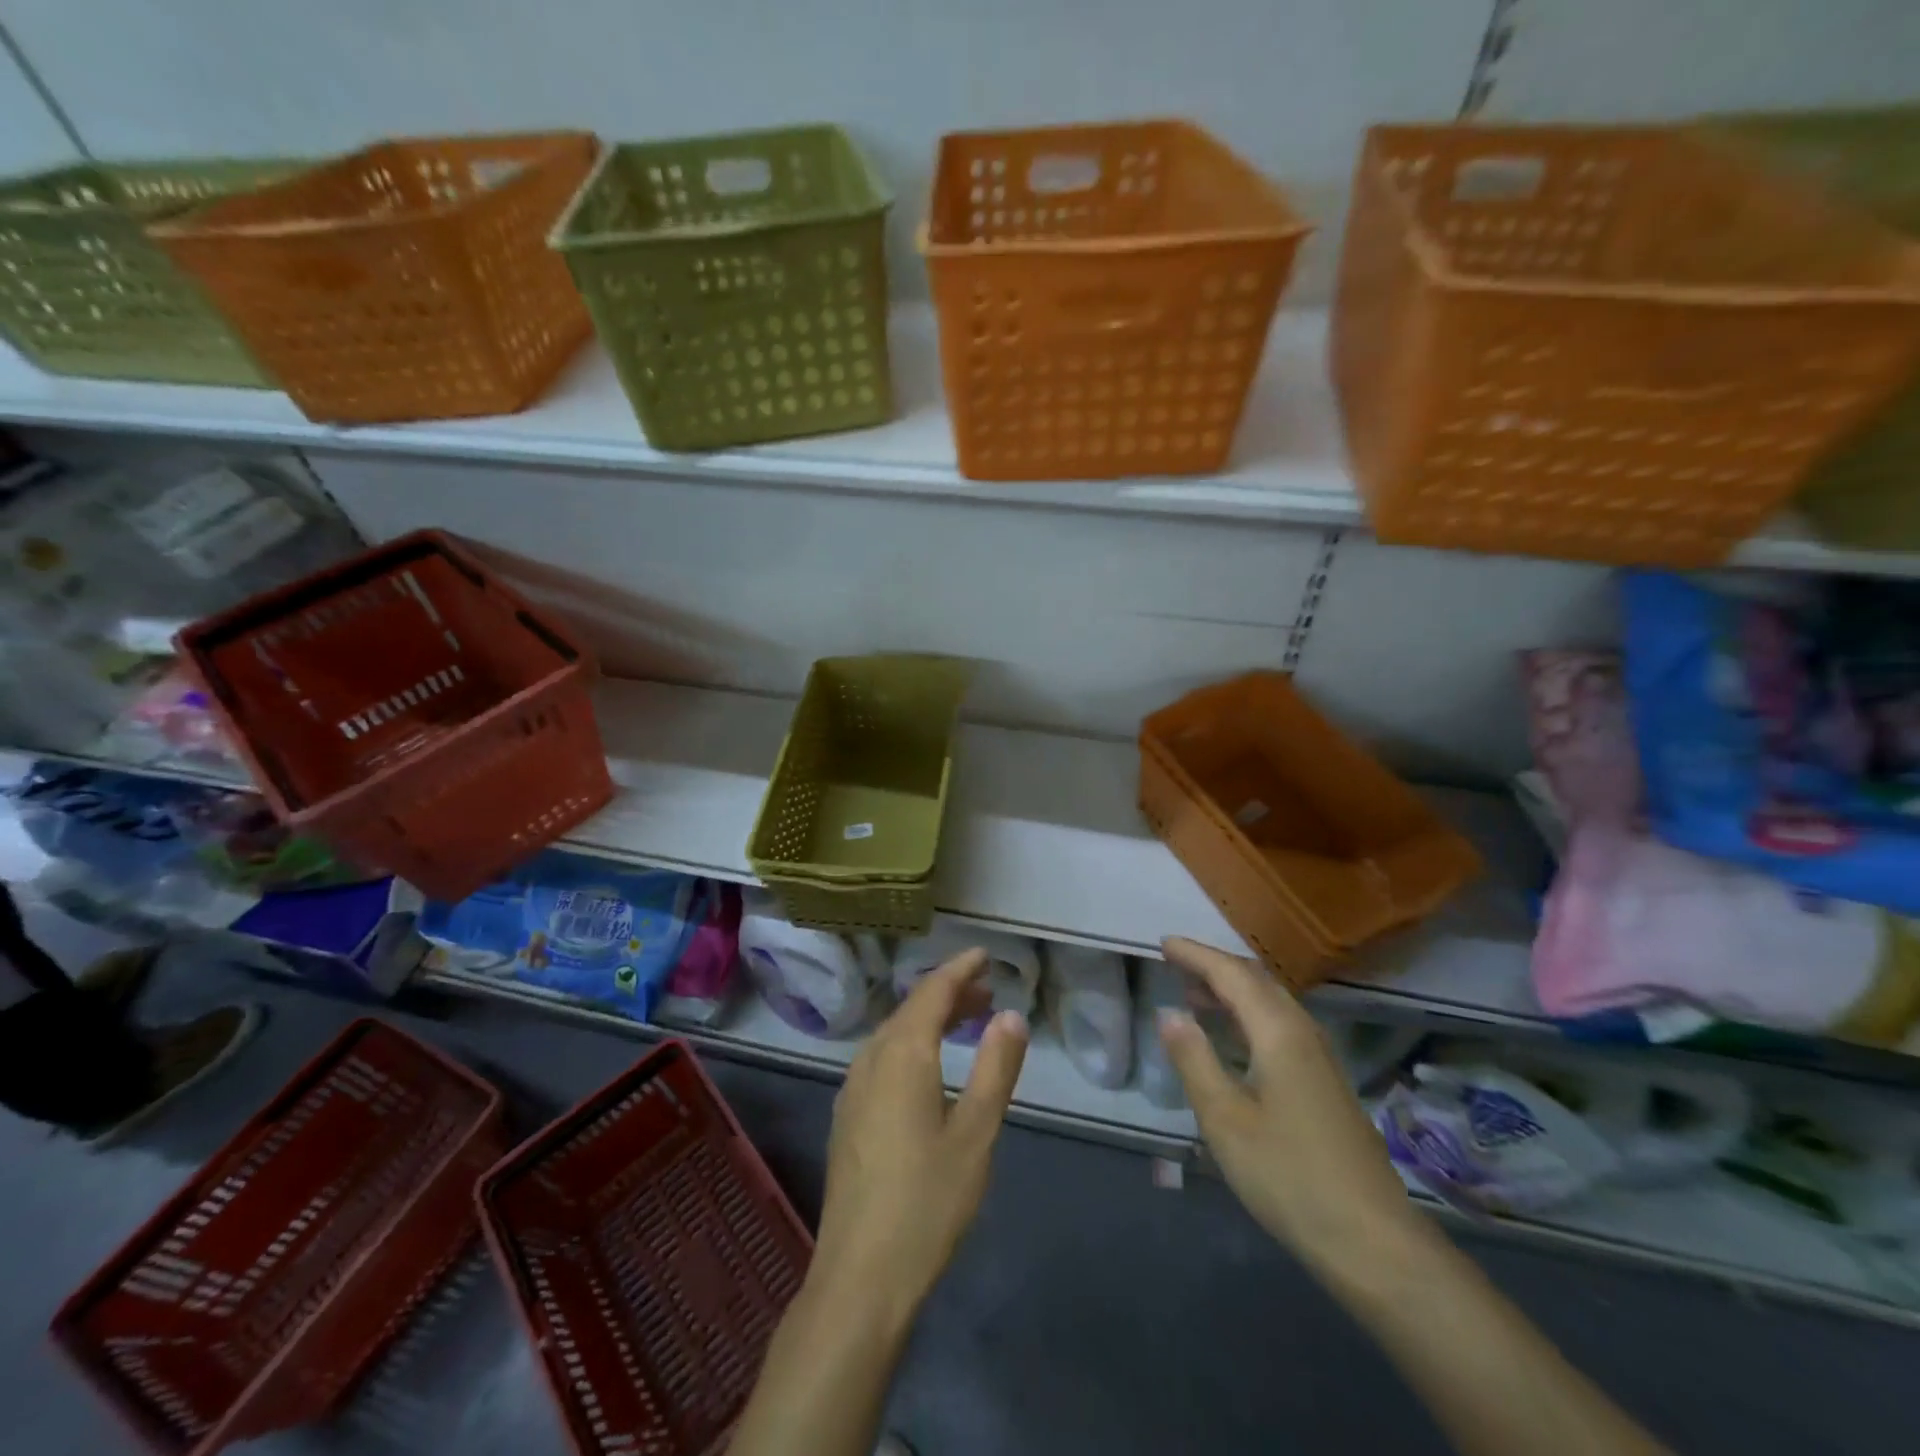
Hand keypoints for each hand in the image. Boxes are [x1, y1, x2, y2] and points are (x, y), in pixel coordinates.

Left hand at [811, 948, 1029, 1330]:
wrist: (860, 1275)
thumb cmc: (927, 1201)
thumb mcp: (976, 1133)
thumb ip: (994, 1068)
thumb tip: (1011, 1015)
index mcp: (902, 1055)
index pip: (932, 992)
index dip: (959, 969)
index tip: (984, 955)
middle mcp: (871, 1059)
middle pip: (912, 1009)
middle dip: (949, 993)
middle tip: (987, 991)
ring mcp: (853, 1087)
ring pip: (894, 1033)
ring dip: (930, 1018)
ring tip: (966, 1021)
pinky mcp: (847, 1114)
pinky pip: (882, 1056)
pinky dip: (911, 1043)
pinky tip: (928, 1065)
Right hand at [1156, 936, 1427, 1276]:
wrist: (1373, 1241)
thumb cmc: (1289, 1175)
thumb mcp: (1225, 1119)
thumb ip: (1194, 1059)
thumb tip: (1169, 1013)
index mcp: (1279, 1032)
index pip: (1231, 974)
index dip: (1196, 955)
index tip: (1163, 944)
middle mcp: (1303, 1033)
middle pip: (1256, 981)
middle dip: (1214, 967)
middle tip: (1175, 963)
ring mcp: (1320, 1059)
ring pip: (1271, 1003)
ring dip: (1232, 991)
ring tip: (1194, 996)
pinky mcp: (1326, 1083)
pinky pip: (1280, 1026)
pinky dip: (1248, 1015)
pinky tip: (1233, 1039)